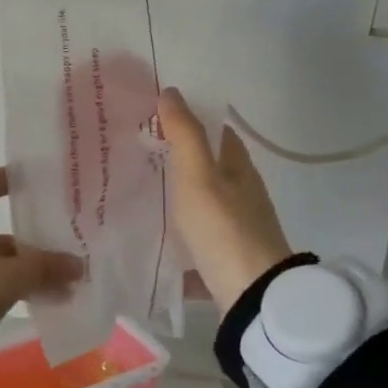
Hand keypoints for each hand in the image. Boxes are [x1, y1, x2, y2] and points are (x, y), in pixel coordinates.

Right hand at [158, 88, 294, 313]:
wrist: (251, 296)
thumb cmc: (223, 227)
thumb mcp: (198, 176)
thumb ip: (185, 134)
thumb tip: (171, 91)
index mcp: (239, 167)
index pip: (217, 130)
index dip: (191, 118)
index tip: (155, 114)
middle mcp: (242, 192)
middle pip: (209, 166)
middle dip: (178, 157)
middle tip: (136, 150)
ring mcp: (236, 226)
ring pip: (202, 200)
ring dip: (176, 193)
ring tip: (136, 188)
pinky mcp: (226, 256)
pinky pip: (196, 235)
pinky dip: (177, 230)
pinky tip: (151, 234)